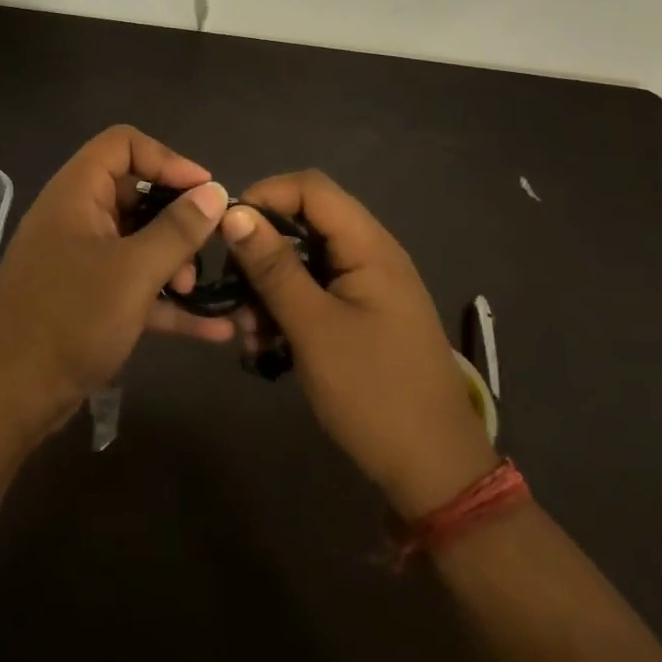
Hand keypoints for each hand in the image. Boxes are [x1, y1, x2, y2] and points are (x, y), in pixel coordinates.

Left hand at [0, 126, 231, 437]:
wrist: (8, 394)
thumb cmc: (70, 318)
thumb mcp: (133, 271)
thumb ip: (177, 230)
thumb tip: (214, 192)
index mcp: (76, 192)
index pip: (123, 144)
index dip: (167, 158)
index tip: (206, 190)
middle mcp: (76, 217)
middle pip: (135, 193)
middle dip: (177, 219)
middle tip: (208, 247)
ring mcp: (80, 260)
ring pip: (137, 242)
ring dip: (173, 262)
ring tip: (196, 291)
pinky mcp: (86, 300)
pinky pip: (134, 286)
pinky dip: (167, 302)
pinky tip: (214, 328)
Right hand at [223, 171, 496, 517]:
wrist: (434, 473)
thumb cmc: (374, 393)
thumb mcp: (313, 328)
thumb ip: (272, 267)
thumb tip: (233, 212)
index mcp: (370, 247)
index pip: (310, 187)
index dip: (265, 196)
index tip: (227, 233)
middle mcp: (371, 256)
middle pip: (304, 222)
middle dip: (261, 250)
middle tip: (232, 289)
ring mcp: (367, 287)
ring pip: (303, 260)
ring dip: (268, 286)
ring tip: (247, 330)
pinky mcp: (361, 316)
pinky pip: (314, 292)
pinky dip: (286, 308)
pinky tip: (266, 344)